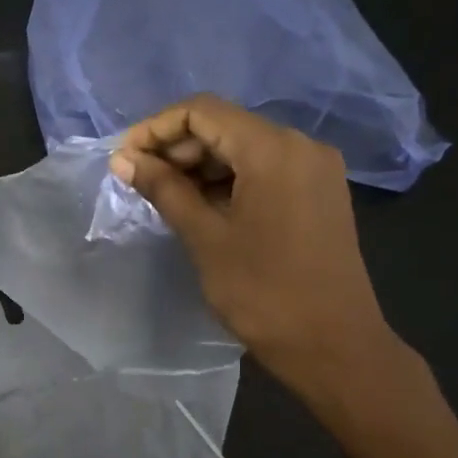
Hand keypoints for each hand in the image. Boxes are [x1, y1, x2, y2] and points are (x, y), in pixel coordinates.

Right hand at [111, 94, 408, 404]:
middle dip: (176, 147)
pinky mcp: (319, 192)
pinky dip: (228, 179)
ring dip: (200, 165)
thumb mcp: (205, 237)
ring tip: (163, 196)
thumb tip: (123, 159)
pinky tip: (201, 206)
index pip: (202, 111)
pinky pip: (265, 169)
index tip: (123, 159)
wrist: (334, 346)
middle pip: (225, 125)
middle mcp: (300, 145)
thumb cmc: (263, 292)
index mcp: (273, 149)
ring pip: (244, 147)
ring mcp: (315, 168)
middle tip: (138, 180)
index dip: (155, 129)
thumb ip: (163, 189)